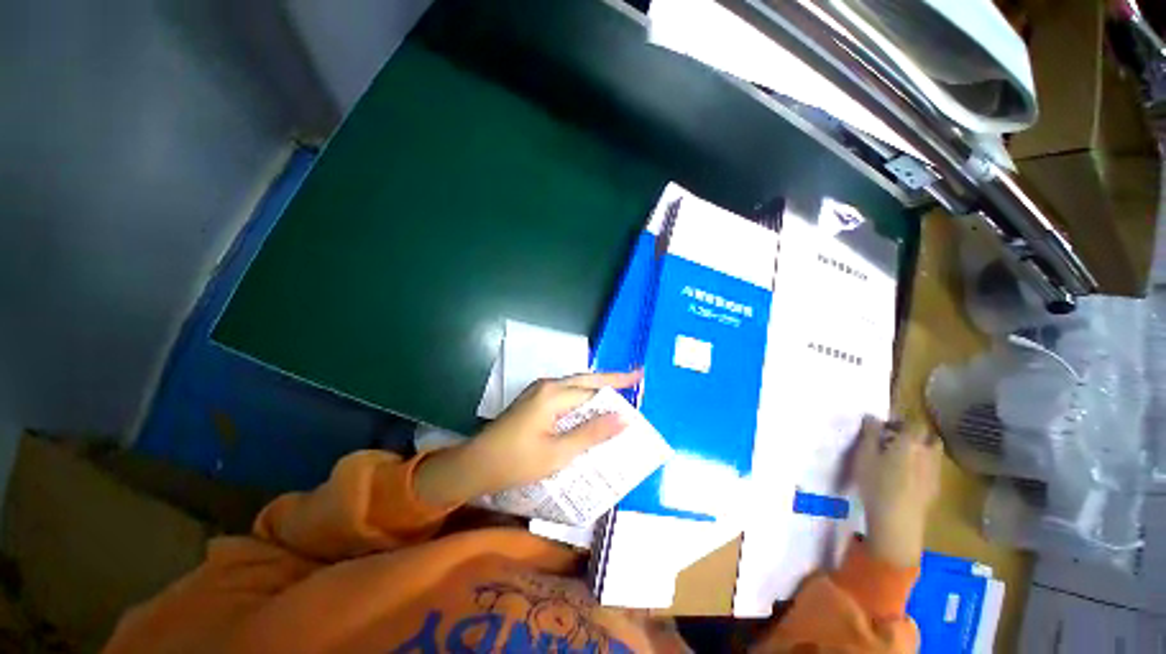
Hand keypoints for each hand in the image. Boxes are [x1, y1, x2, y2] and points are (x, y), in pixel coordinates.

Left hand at [415, 371, 641, 506]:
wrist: (476, 464)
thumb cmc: (517, 461)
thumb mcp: (558, 453)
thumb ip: (592, 433)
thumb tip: (623, 419)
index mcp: (554, 395)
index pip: (594, 388)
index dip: (618, 385)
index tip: (640, 376)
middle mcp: (548, 385)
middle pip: (586, 379)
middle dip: (611, 378)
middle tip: (634, 377)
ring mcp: (539, 390)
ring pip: (576, 384)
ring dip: (596, 387)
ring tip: (618, 390)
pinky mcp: (535, 399)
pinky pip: (566, 392)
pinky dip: (583, 395)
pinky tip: (591, 404)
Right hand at [854, 417, 941, 567]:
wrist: (897, 520)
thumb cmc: (876, 483)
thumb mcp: (864, 455)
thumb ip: (869, 434)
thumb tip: (871, 416)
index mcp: (910, 442)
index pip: (912, 422)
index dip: (900, 420)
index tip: (885, 424)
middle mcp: (928, 453)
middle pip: (928, 436)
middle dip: (915, 434)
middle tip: (894, 439)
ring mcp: (934, 472)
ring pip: (933, 453)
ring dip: (921, 450)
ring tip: (901, 457)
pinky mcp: (934, 488)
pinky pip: (932, 468)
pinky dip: (922, 465)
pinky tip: (907, 476)